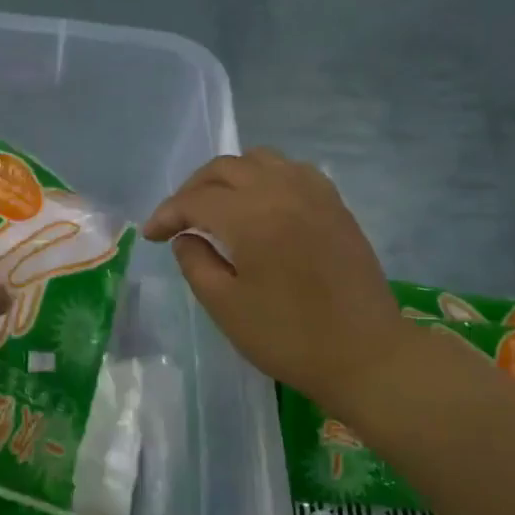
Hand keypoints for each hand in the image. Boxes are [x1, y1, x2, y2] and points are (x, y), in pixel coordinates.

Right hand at [143, 150, 410, 411]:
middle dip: (193, 189)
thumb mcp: (226, 307)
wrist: (364, 353)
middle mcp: (282, 191)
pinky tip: (261, 203)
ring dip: (229, 176)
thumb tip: (185, 237)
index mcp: (251, 216)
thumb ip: (196, 263)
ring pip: (261, 160)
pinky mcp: (335, 205)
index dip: (167, 214)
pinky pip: (292, 171)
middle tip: (178, 219)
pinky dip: (266, 177)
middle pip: (225, 168)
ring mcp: (314, 194)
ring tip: (216, 205)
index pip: (196, 199)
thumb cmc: (288, 337)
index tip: (150, 236)